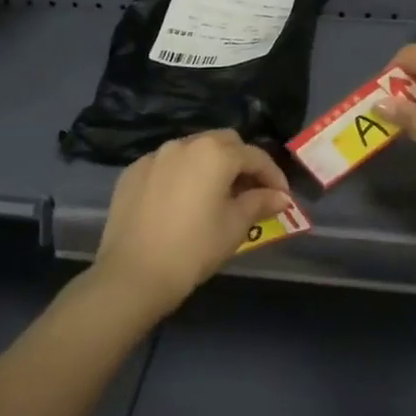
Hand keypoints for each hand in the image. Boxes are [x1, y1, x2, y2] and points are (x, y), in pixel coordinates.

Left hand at [93, 131, 293, 318]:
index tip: (282, 197)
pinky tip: (182, 200)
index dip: (273, 175)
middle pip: (224, 142)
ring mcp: (155, 155)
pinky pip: (166, 164)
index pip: (254, 156)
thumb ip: (260, 203)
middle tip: (250, 191)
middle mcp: (185, 144)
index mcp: (215, 153)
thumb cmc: (194, 249)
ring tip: (215, 194)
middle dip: (242, 161)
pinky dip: (181, 174)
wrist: (133, 273)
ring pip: (193, 149)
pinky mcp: (133, 171)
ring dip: (210, 165)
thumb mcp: (235, 226)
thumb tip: (280, 197)